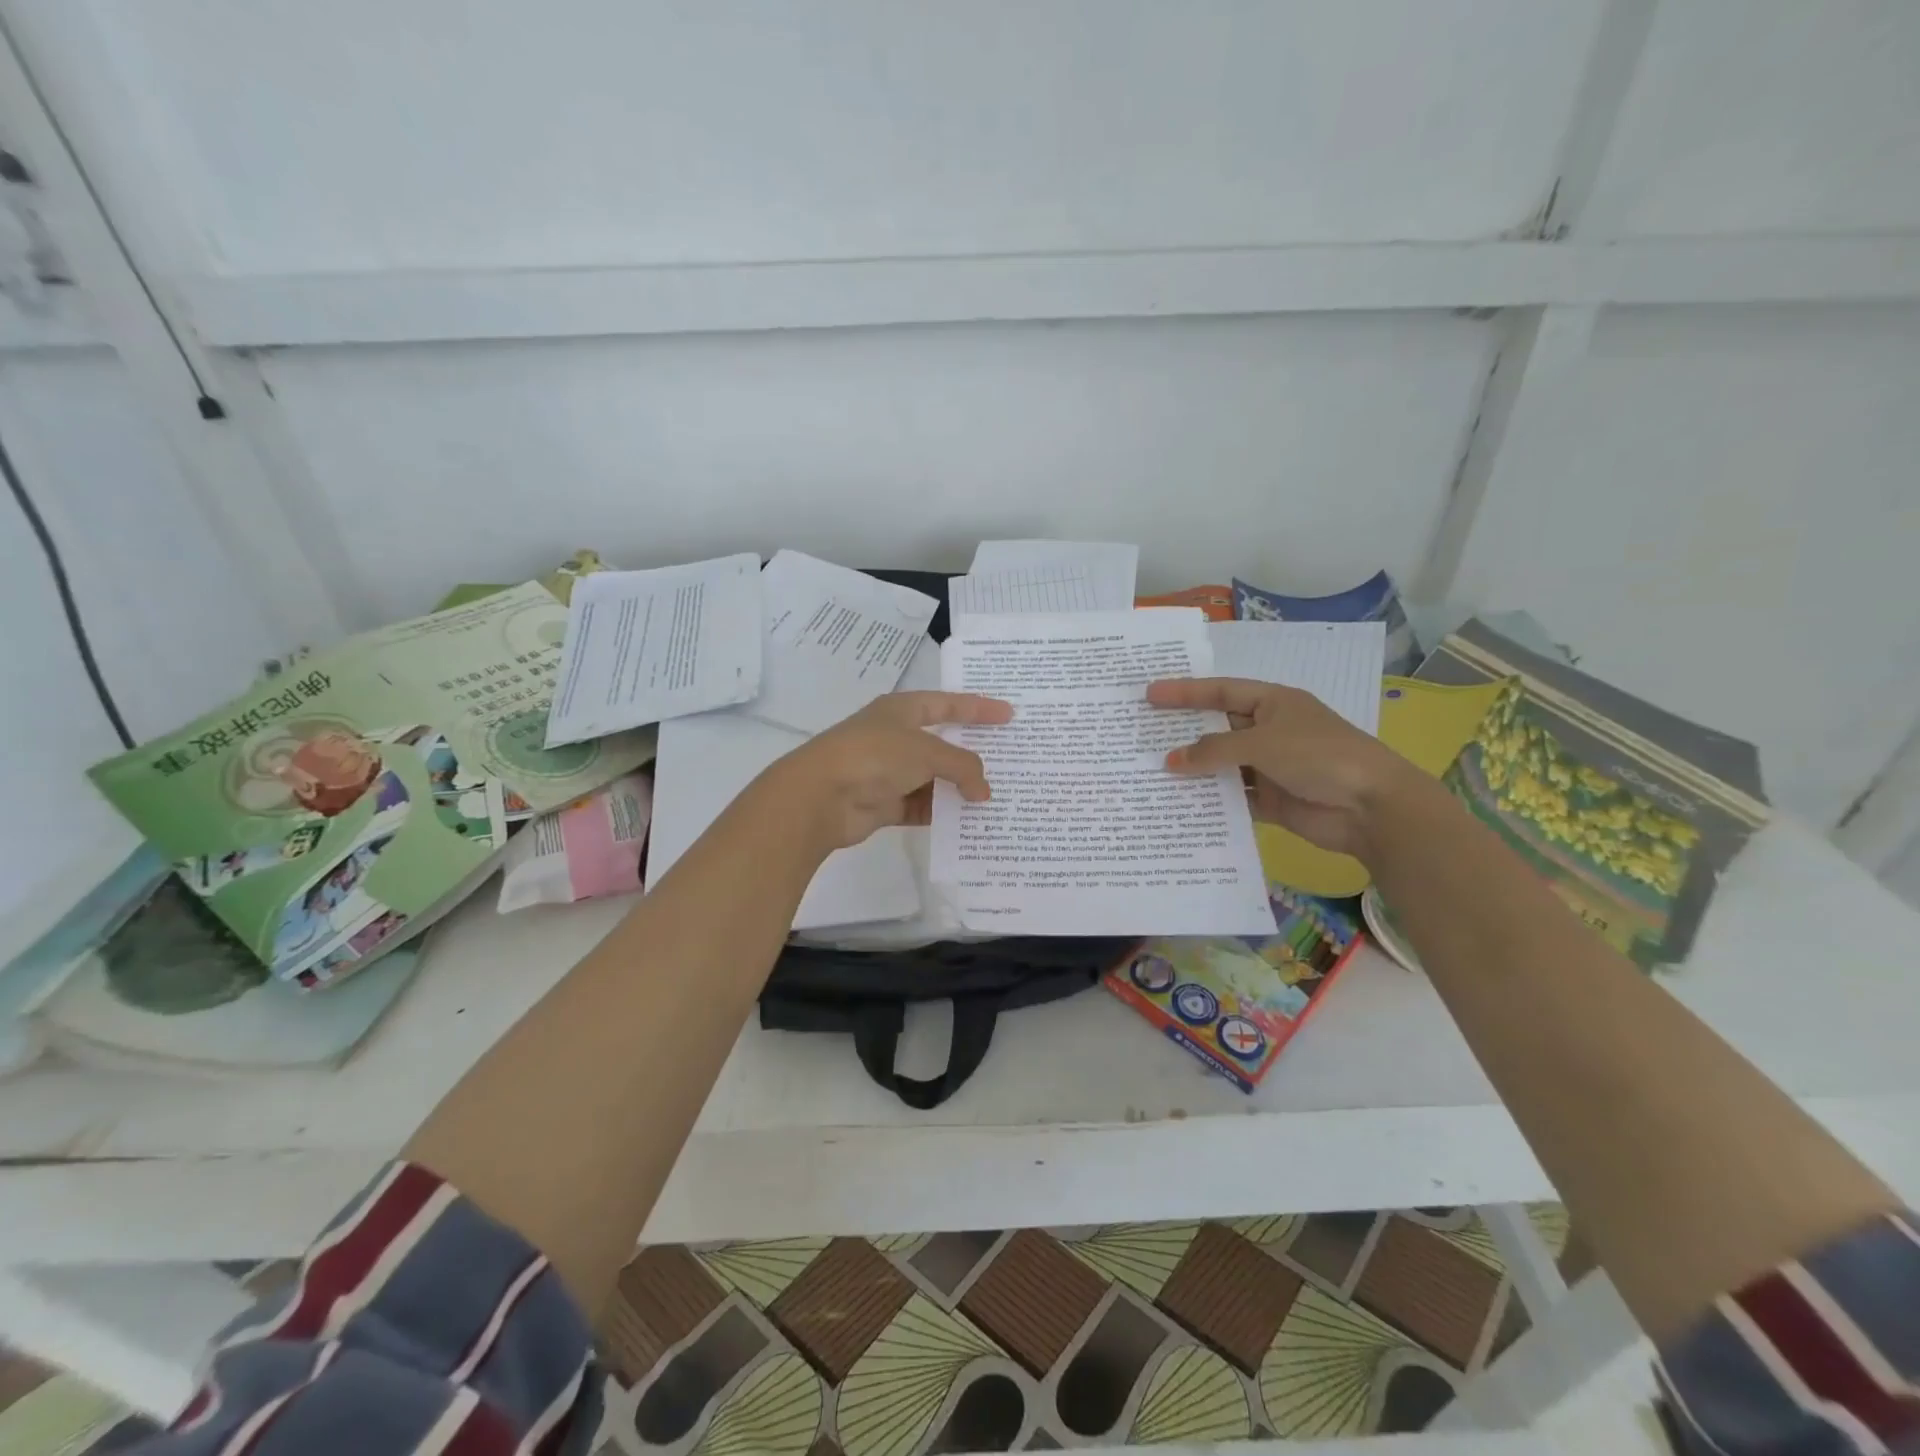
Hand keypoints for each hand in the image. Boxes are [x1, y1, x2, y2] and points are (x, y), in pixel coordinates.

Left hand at [756, 691, 1013, 851]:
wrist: (820, 797)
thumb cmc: (875, 756)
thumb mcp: (926, 752)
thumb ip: (962, 766)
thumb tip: (983, 791)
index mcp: (901, 710)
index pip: (947, 704)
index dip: (978, 708)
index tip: (1009, 715)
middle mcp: (895, 737)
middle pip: (942, 743)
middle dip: (971, 753)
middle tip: (1006, 760)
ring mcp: (888, 772)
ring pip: (933, 779)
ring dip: (958, 788)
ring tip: (994, 797)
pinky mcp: (883, 804)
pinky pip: (921, 807)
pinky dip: (941, 813)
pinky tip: (967, 822)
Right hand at [1147, 677, 1420, 859]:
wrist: (1371, 808)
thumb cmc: (1319, 756)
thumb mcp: (1263, 743)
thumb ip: (1214, 750)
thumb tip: (1171, 761)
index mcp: (1274, 704)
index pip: (1221, 692)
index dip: (1185, 692)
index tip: (1150, 694)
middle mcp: (1270, 732)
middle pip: (1218, 729)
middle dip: (1184, 733)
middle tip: (1142, 735)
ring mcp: (1270, 767)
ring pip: (1223, 765)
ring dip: (1195, 770)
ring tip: (1152, 772)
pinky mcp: (1271, 800)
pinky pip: (1233, 797)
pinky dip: (1211, 800)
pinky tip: (1180, 803)